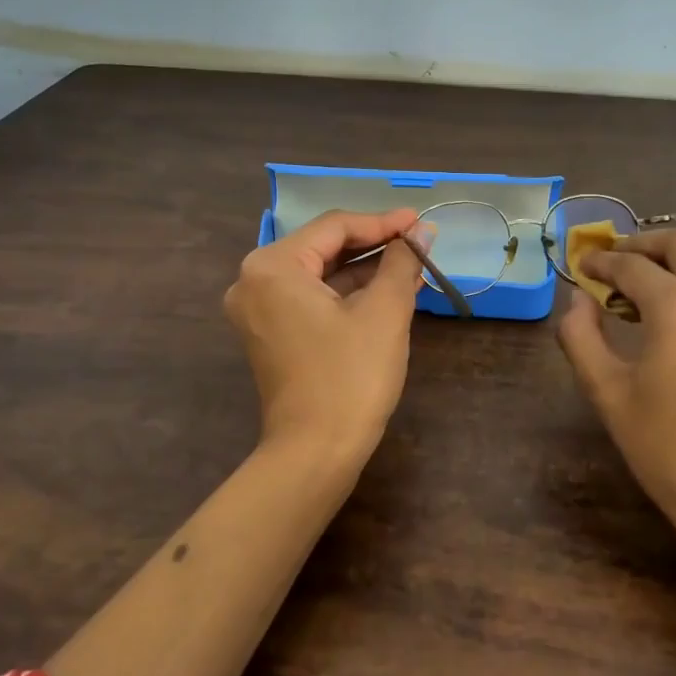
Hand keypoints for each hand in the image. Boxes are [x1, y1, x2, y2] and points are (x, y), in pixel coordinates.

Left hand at [224, 208, 427, 468]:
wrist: (315, 453)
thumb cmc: (350, 376)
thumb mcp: (384, 311)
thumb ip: (402, 261)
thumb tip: (422, 230)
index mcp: (272, 266)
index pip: (334, 227)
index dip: (382, 222)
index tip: (421, 222)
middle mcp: (254, 280)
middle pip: (323, 248)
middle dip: (374, 245)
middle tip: (418, 243)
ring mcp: (257, 310)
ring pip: (319, 274)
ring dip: (364, 270)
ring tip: (411, 266)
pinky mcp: (269, 333)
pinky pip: (310, 298)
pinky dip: (346, 294)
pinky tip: (386, 291)